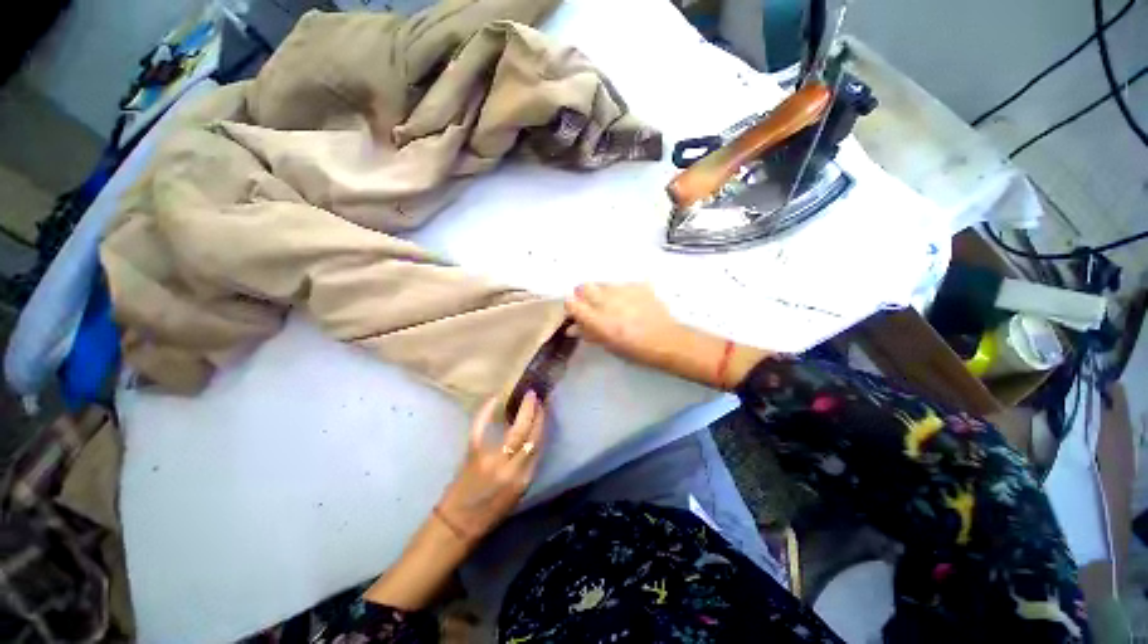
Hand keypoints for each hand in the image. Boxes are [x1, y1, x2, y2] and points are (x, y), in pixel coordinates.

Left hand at [363, 393, 543, 610]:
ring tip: (524, 396)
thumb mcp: (517, 491)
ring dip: (521, 410)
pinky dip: (486, 412)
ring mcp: (492, 461)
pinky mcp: (473, 455)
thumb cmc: (489, 511)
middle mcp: (511, 470)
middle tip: (534, 394)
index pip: (537, 445)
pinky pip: (482, 429)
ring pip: (513, 431)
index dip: (541, 423)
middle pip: (528, 435)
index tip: (543, 407)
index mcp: (523, 480)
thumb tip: (532, 438)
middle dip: (533, 412)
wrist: (457, 524)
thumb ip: (526, 465)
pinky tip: (493, 398)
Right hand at [565, 282, 770, 389]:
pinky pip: (622, 285)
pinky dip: (622, 292)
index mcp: (598, 319)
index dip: (571, 306)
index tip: (576, 312)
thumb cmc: (635, 350)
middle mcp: (607, 301)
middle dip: (584, 294)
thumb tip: (572, 328)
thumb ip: (588, 333)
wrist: (667, 341)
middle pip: (584, 286)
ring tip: (615, 305)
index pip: (571, 302)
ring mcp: (623, 290)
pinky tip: (631, 303)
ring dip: (603, 292)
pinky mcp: (638, 285)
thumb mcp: (608, 345)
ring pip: (604, 284)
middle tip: (593, 306)